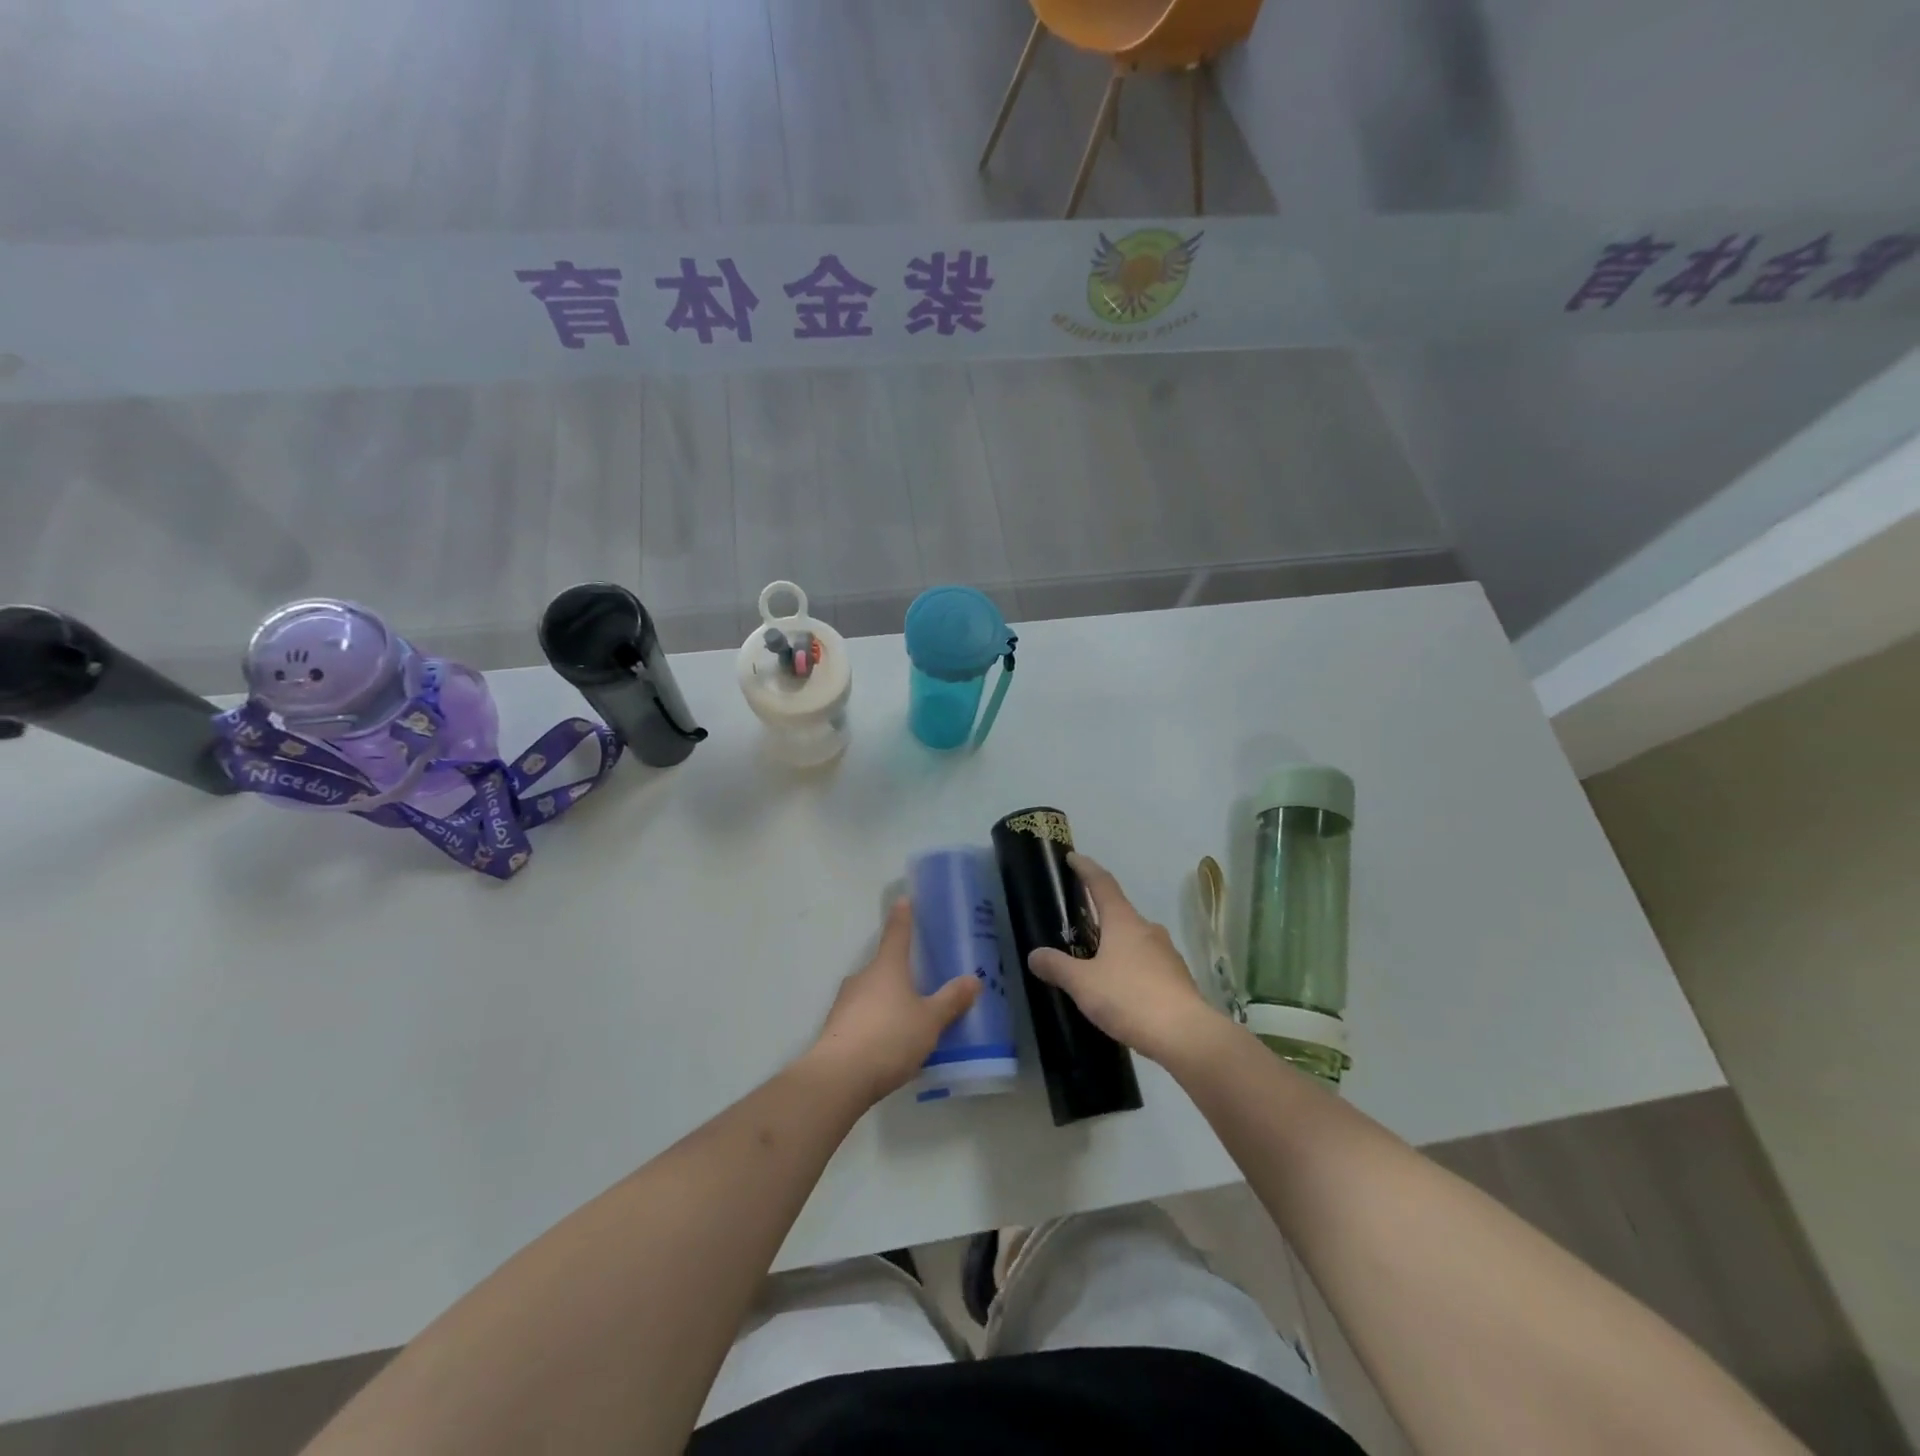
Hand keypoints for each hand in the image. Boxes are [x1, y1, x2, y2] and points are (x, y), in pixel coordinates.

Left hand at [805, 899, 979, 1105]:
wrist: (838, 1078)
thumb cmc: (889, 1038)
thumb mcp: (930, 1021)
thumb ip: (951, 1000)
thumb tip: (974, 979)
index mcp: (887, 967)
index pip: (897, 933)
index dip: (903, 917)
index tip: (904, 900)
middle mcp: (863, 977)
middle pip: (884, 966)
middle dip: (900, 971)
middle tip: (921, 980)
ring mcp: (845, 1003)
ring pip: (872, 993)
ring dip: (888, 1001)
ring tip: (910, 1019)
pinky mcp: (836, 1030)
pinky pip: (863, 1018)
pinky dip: (877, 1024)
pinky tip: (890, 1045)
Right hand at [1028, 853, 1217, 1065]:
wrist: (1186, 1035)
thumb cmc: (1129, 998)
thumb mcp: (1083, 984)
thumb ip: (1057, 967)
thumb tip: (1035, 955)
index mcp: (1124, 921)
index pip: (1102, 883)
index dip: (1086, 868)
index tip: (1073, 857)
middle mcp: (1148, 929)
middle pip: (1119, 912)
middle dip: (1099, 915)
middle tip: (1078, 925)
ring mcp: (1167, 953)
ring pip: (1135, 940)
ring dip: (1116, 944)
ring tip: (1096, 962)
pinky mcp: (1177, 978)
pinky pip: (1147, 963)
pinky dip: (1130, 968)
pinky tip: (1121, 989)